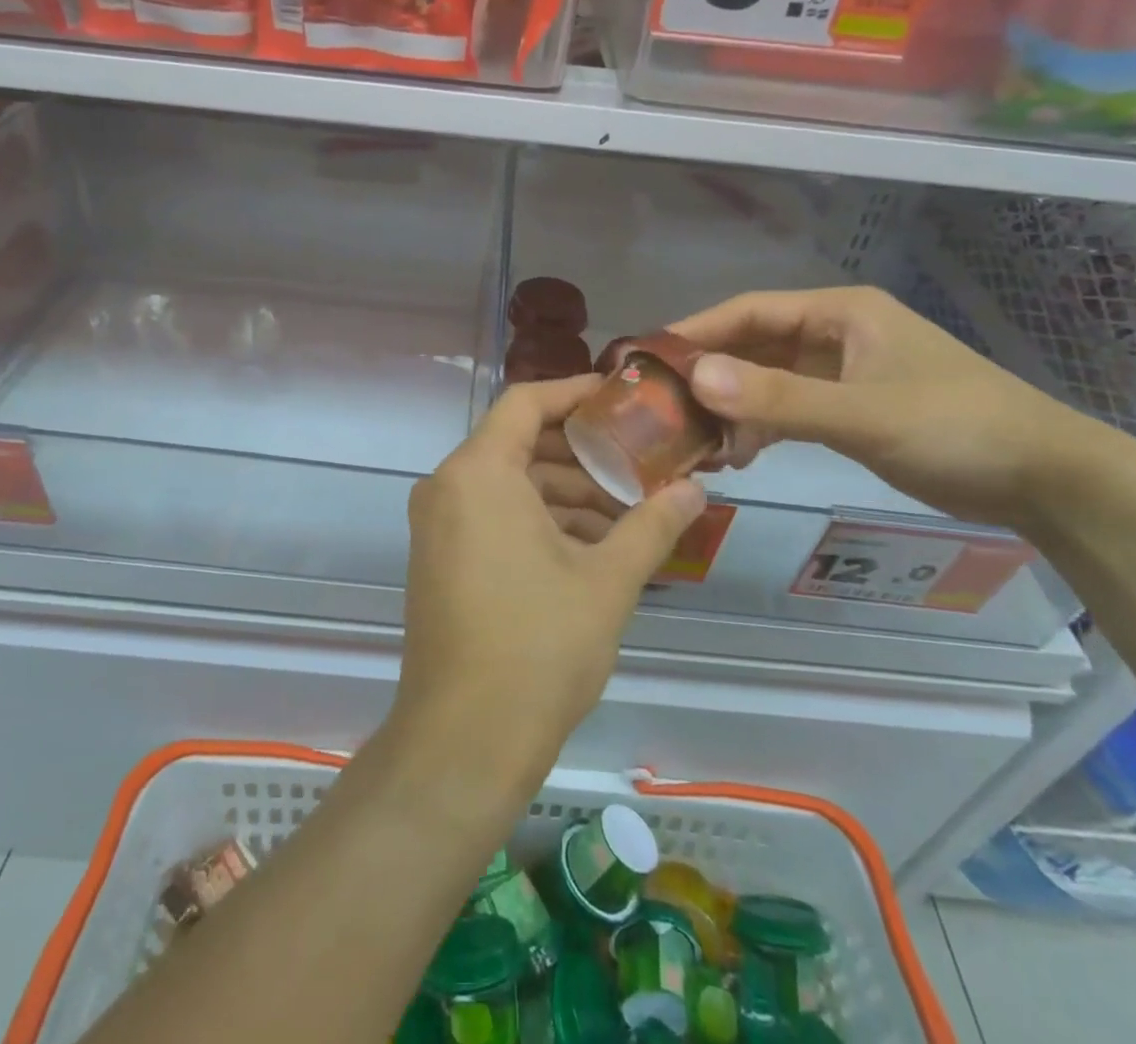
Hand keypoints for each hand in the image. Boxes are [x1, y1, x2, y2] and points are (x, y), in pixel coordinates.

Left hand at [397, 377, 705, 789]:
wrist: (464, 741)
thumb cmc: (538, 645)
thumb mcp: (607, 580)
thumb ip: (652, 524)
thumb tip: (696, 489)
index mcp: (478, 473)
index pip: (526, 402)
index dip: (576, 394)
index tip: (623, 399)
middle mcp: (448, 487)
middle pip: (521, 445)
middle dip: (583, 455)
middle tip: (641, 464)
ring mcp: (439, 526)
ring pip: (510, 486)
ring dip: (567, 495)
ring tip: (629, 516)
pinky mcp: (441, 561)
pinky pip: (494, 517)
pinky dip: (540, 522)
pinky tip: (592, 549)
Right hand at [671, 287, 1127, 531]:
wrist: (1046, 479)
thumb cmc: (957, 428)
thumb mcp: (864, 414)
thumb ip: (780, 399)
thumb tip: (695, 377)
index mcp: (839, 313)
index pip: (748, 311)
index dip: (696, 332)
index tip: (647, 359)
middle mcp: (834, 333)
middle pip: (752, 345)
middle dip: (709, 375)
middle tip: (660, 408)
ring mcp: (842, 372)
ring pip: (766, 380)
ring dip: (731, 407)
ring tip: (694, 441)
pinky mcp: (850, 407)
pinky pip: (787, 408)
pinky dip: (759, 427)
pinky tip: (736, 454)